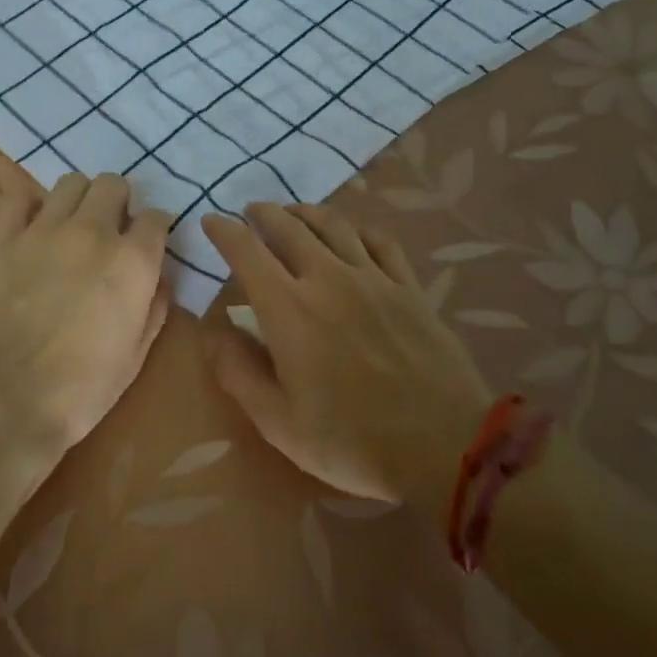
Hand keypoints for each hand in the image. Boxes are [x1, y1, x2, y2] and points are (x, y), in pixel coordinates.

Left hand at [0, 160, 171, 463]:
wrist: (3, 402)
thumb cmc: (81, 390)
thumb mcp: (135, 356)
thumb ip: (154, 308)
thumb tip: (159, 280)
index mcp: (132, 261)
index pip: (156, 217)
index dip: (154, 228)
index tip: (147, 242)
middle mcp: (92, 232)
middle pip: (113, 185)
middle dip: (117, 203)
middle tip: (109, 229)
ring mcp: (44, 230)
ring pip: (70, 183)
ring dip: (78, 198)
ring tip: (71, 223)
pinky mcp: (2, 237)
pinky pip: (17, 196)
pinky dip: (27, 197)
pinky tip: (30, 214)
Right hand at [202, 203, 492, 502]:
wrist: (445, 445)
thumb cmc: (352, 441)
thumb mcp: (279, 422)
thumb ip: (238, 372)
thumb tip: (212, 331)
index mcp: (289, 308)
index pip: (247, 251)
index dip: (224, 231)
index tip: (211, 221)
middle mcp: (328, 278)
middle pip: (289, 227)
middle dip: (263, 213)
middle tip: (251, 212)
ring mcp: (373, 278)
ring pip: (333, 225)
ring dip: (305, 212)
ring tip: (292, 213)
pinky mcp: (408, 287)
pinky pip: (379, 241)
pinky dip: (357, 228)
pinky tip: (352, 233)